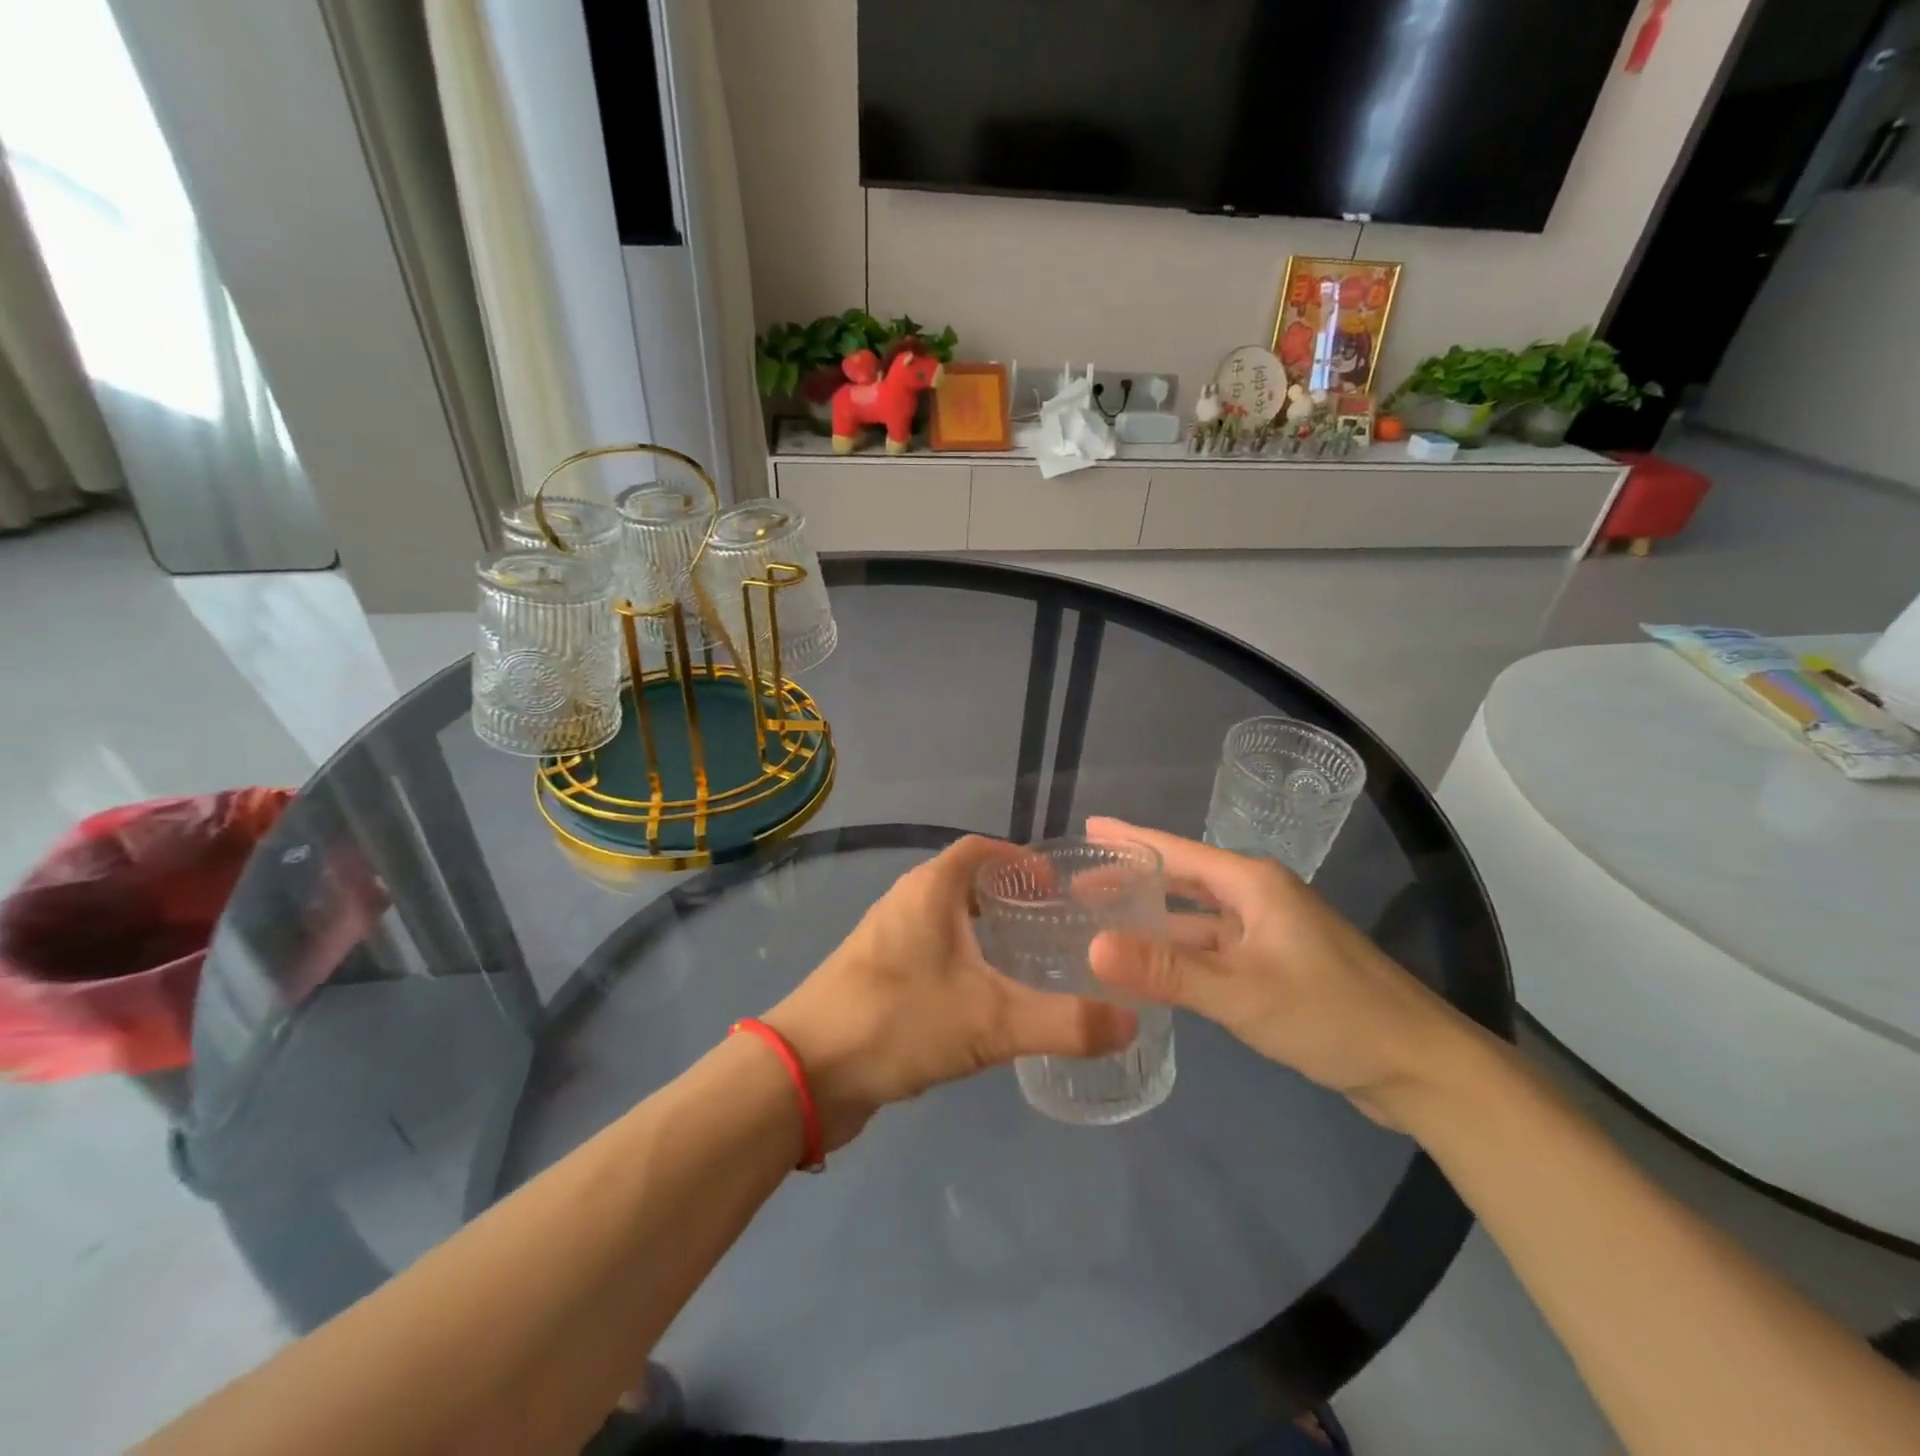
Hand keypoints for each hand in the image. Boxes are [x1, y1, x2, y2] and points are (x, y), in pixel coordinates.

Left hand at [765, 836, 1137, 1149]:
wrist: (805, 1071)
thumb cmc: (898, 1021)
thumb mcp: (991, 1021)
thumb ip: (1064, 1023)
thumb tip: (1130, 1021)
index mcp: (929, 890)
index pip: (981, 849)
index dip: (1020, 859)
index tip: (1058, 888)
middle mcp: (905, 903)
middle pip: (964, 881)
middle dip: (1007, 896)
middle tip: (1052, 926)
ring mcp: (885, 940)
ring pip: (944, 920)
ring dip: (982, 930)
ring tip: (1026, 960)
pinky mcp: (874, 976)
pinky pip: (928, 951)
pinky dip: (960, 960)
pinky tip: (981, 999)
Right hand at [1085, 818, 1480, 1128]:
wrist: (1419, 1066)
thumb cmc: (1331, 1013)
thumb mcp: (1241, 992)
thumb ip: (1167, 971)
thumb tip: (1092, 948)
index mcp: (1252, 884)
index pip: (1176, 851)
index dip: (1129, 839)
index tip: (1086, 829)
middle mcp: (1259, 898)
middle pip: (1184, 879)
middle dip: (1134, 879)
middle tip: (1080, 883)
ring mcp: (1269, 933)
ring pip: (1198, 918)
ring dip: (1155, 919)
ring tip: (1104, 922)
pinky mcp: (1276, 967)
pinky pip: (1214, 948)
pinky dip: (1181, 952)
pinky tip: (1153, 967)